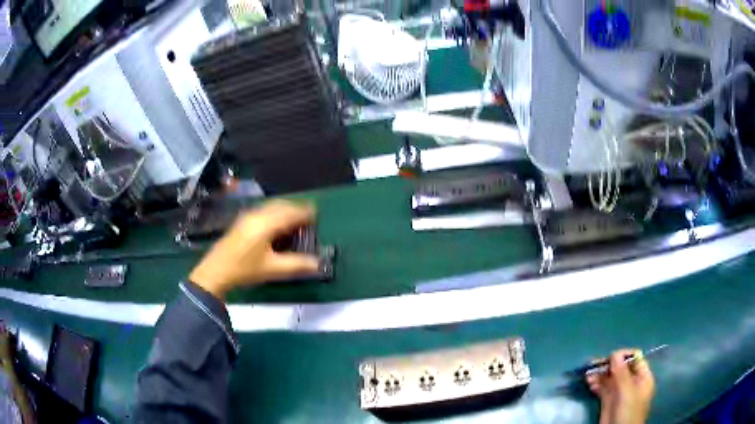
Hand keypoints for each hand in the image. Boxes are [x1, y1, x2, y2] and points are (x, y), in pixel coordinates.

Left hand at [189, 200, 320, 299]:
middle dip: (297, 210)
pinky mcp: (242, 220)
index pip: (291, 212)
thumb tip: (319, 263)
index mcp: (266, 223)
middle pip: (282, 205)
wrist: (216, 271)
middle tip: (308, 220)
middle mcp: (258, 214)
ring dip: (286, 211)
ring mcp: (248, 215)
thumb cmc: (245, 270)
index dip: (306, 213)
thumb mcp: (273, 269)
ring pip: (272, 206)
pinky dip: (275, 214)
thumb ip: (297, 265)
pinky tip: (276, 226)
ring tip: (295, 223)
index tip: (317, 216)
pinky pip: (264, 210)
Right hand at [587, 349, 655, 423]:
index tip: (609, 358)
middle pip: (620, 368)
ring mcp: (619, 392)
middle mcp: (631, 382)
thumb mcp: (627, 391)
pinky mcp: (608, 401)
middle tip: (593, 365)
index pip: (634, 359)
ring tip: (588, 375)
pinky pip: (603, 389)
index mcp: (642, 377)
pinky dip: (596, 384)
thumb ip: (621, 372)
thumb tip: (615, 353)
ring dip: (599, 375)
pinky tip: (589, 383)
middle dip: (607, 365)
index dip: (623, 356)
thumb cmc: (629, 411)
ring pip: (610, 378)